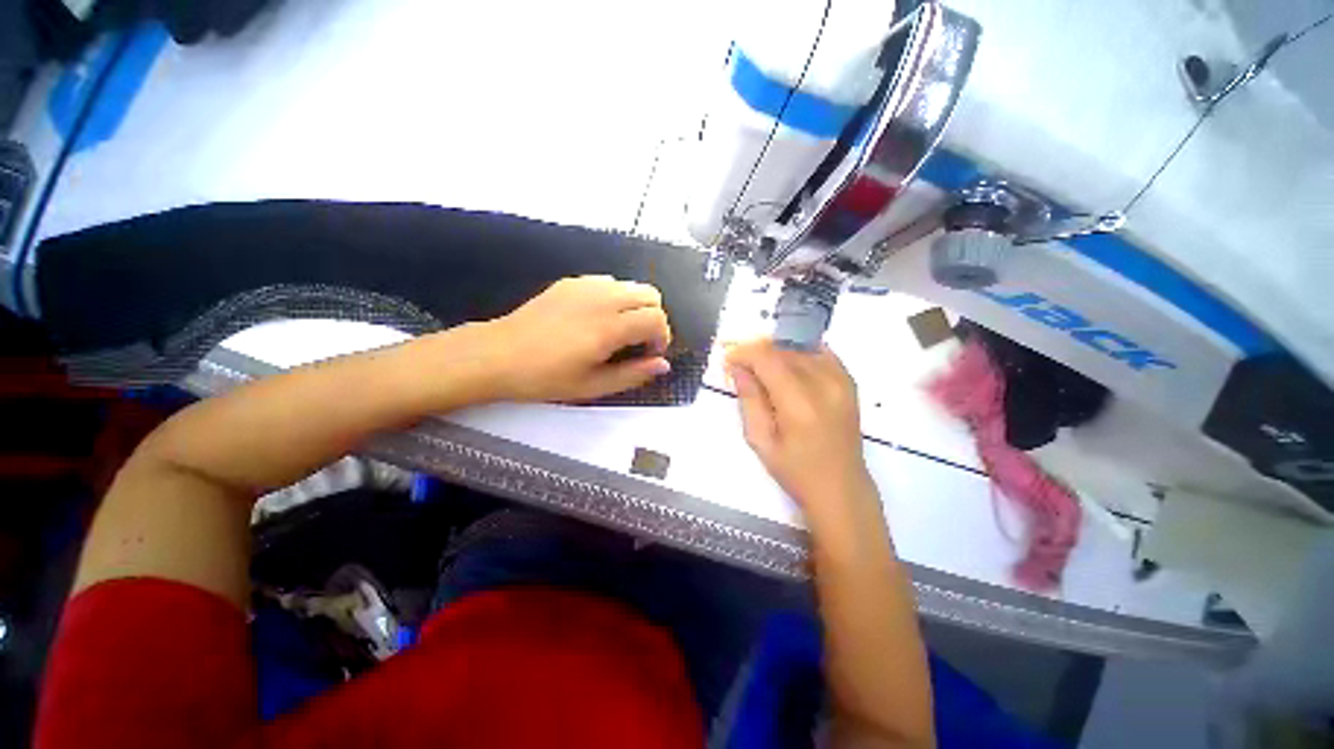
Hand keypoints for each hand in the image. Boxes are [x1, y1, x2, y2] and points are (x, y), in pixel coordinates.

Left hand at [482, 276, 672, 401]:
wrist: (497, 355)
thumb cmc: (545, 377)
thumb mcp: (593, 386)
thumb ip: (633, 374)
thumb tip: (663, 365)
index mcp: (609, 327)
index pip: (656, 319)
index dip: (661, 338)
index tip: (649, 355)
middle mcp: (603, 298)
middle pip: (651, 294)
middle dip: (654, 318)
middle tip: (639, 342)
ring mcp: (585, 286)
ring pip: (631, 285)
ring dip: (636, 307)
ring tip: (620, 331)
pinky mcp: (571, 282)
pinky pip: (608, 282)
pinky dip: (616, 297)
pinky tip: (598, 318)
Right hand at [725, 339, 877, 526]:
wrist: (841, 487)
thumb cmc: (795, 470)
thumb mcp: (760, 439)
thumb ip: (749, 399)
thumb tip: (738, 367)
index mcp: (799, 403)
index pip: (767, 358)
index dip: (744, 353)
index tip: (729, 361)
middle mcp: (824, 384)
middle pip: (783, 350)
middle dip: (757, 352)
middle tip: (742, 369)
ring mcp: (841, 380)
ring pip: (800, 348)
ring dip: (777, 353)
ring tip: (763, 372)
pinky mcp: (849, 381)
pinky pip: (820, 352)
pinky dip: (799, 354)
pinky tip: (788, 369)